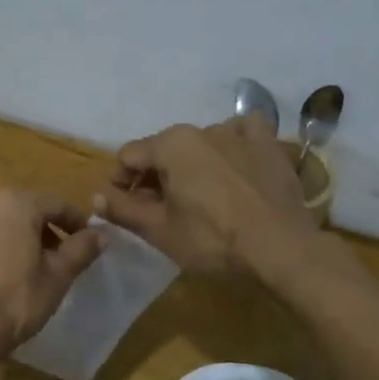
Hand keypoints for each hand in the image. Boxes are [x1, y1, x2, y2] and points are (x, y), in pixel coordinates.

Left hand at [0, 189, 105, 369]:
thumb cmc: (16, 302)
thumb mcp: (58, 276)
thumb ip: (81, 249)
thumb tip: (100, 234)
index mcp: (14, 204)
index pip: (56, 204)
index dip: (76, 222)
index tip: (89, 241)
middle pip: (25, 211)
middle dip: (46, 231)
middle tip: (62, 257)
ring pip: (0, 226)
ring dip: (19, 240)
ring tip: (32, 269)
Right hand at [95, 114, 316, 273]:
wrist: (283, 250)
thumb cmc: (213, 241)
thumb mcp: (160, 231)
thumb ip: (123, 210)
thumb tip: (95, 196)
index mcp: (171, 145)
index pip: (129, 155)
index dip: (120, 181)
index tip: (124, 206)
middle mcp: (202, 129)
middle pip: (165, 149)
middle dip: (155, 175)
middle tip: (159, 208)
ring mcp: (239, 133)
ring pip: (201, 144)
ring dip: (192, 165)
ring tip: (200, 197)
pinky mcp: (269, 145)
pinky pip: (243, 134)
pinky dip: (233, 146)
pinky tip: (235, 166)